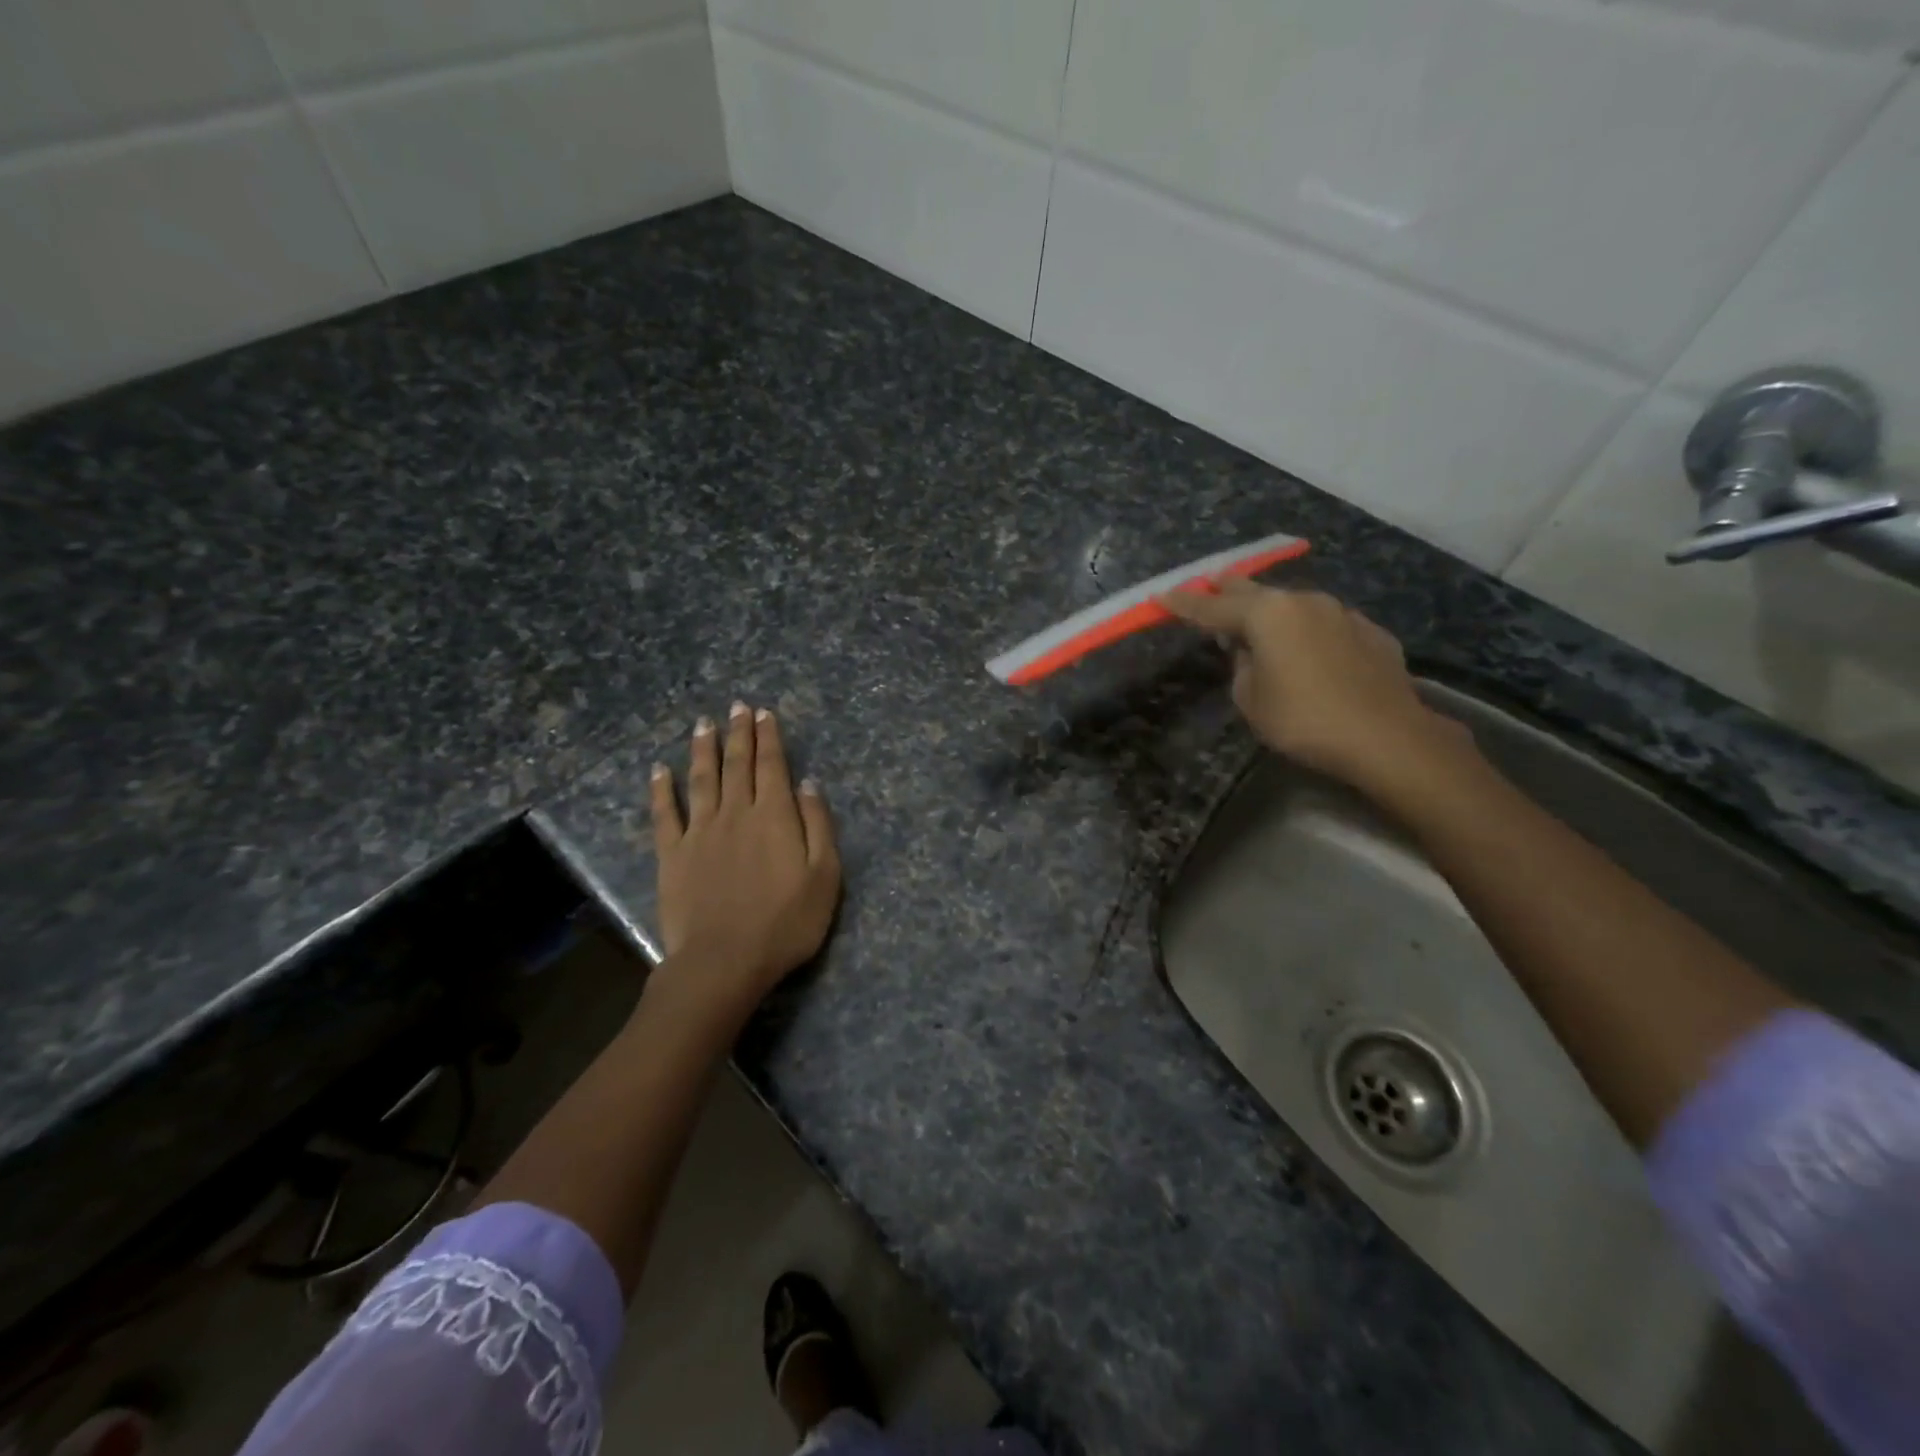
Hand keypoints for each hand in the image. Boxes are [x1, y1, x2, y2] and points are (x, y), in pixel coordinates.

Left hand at [649, 703, 841, 1015]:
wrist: (725, 961)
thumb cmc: (786, 923)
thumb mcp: (824, 876)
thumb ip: (818, 826)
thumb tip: (808, 785)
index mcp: (774, 816)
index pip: (772, 766)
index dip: (769, 738)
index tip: (763, 714)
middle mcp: (736, 813)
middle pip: (737, 765)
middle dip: (739, 733)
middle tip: (737, 707)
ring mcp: (700, 832)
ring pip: (702, 779)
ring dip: (703, 749)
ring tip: (703, 723)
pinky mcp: (672, 854)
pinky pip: (665, 814)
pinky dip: (661, 789)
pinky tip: (659, 769)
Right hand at [1162, 583, 1468, 795]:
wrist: (1386, 737)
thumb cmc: (1304, 720)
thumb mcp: (1251, 699)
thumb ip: (1241, 666)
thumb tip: (1249, 649)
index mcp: (1267, 615)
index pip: (1212, 607)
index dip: (1183, 604)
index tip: (1161, 596)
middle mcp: (1304, 601)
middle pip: (1254, 591)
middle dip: (1228, 590)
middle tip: (1210, 585)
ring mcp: (1341, 613)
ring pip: (1294, 604)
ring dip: (1272, 610)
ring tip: (1259, 620)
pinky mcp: (1370, 632)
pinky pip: (1326, 624)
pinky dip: (1308, 631)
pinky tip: (1309, 649)